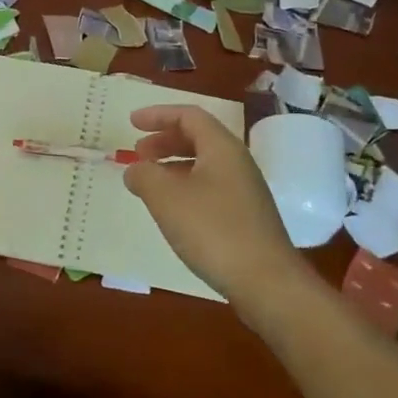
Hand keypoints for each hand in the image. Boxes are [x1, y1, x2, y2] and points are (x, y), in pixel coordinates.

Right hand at [123, 105, 313, 314]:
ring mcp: (245, 190)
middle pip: (198, 138)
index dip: (158, 115)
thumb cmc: (213, 230)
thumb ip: (144, 175)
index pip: (189, 116)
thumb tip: (135, 169)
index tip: (131, 123)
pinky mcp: (246, 216)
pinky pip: (210, 187)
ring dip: (173, 165)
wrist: (266, 282)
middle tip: (138, 152)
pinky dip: (185, 186)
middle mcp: (237, 162)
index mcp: (222, 148)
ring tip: (149, 181)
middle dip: (164, 140)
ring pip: (204, 164)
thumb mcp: (166, 198)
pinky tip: (172, 210)